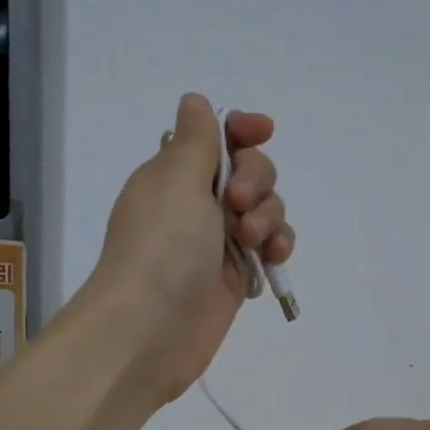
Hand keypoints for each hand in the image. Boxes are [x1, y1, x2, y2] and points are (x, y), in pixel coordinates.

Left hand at [80, 93, 293, 403]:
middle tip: (238, 205)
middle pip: (250, 169)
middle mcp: (197, 203)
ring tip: (252, 241)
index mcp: (175, 173)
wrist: (151, 328)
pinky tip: (275, 256)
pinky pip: (271, 245)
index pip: (217, 137)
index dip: (242, 131)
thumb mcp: (176, 179)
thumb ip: (196, 139)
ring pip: (266, 208)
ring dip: (269, 215)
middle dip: (256, 179)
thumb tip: (195, 101)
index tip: (260, 131)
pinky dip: (278, 244)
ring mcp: (219, 240)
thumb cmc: (161, 245)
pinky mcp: (237, 274)